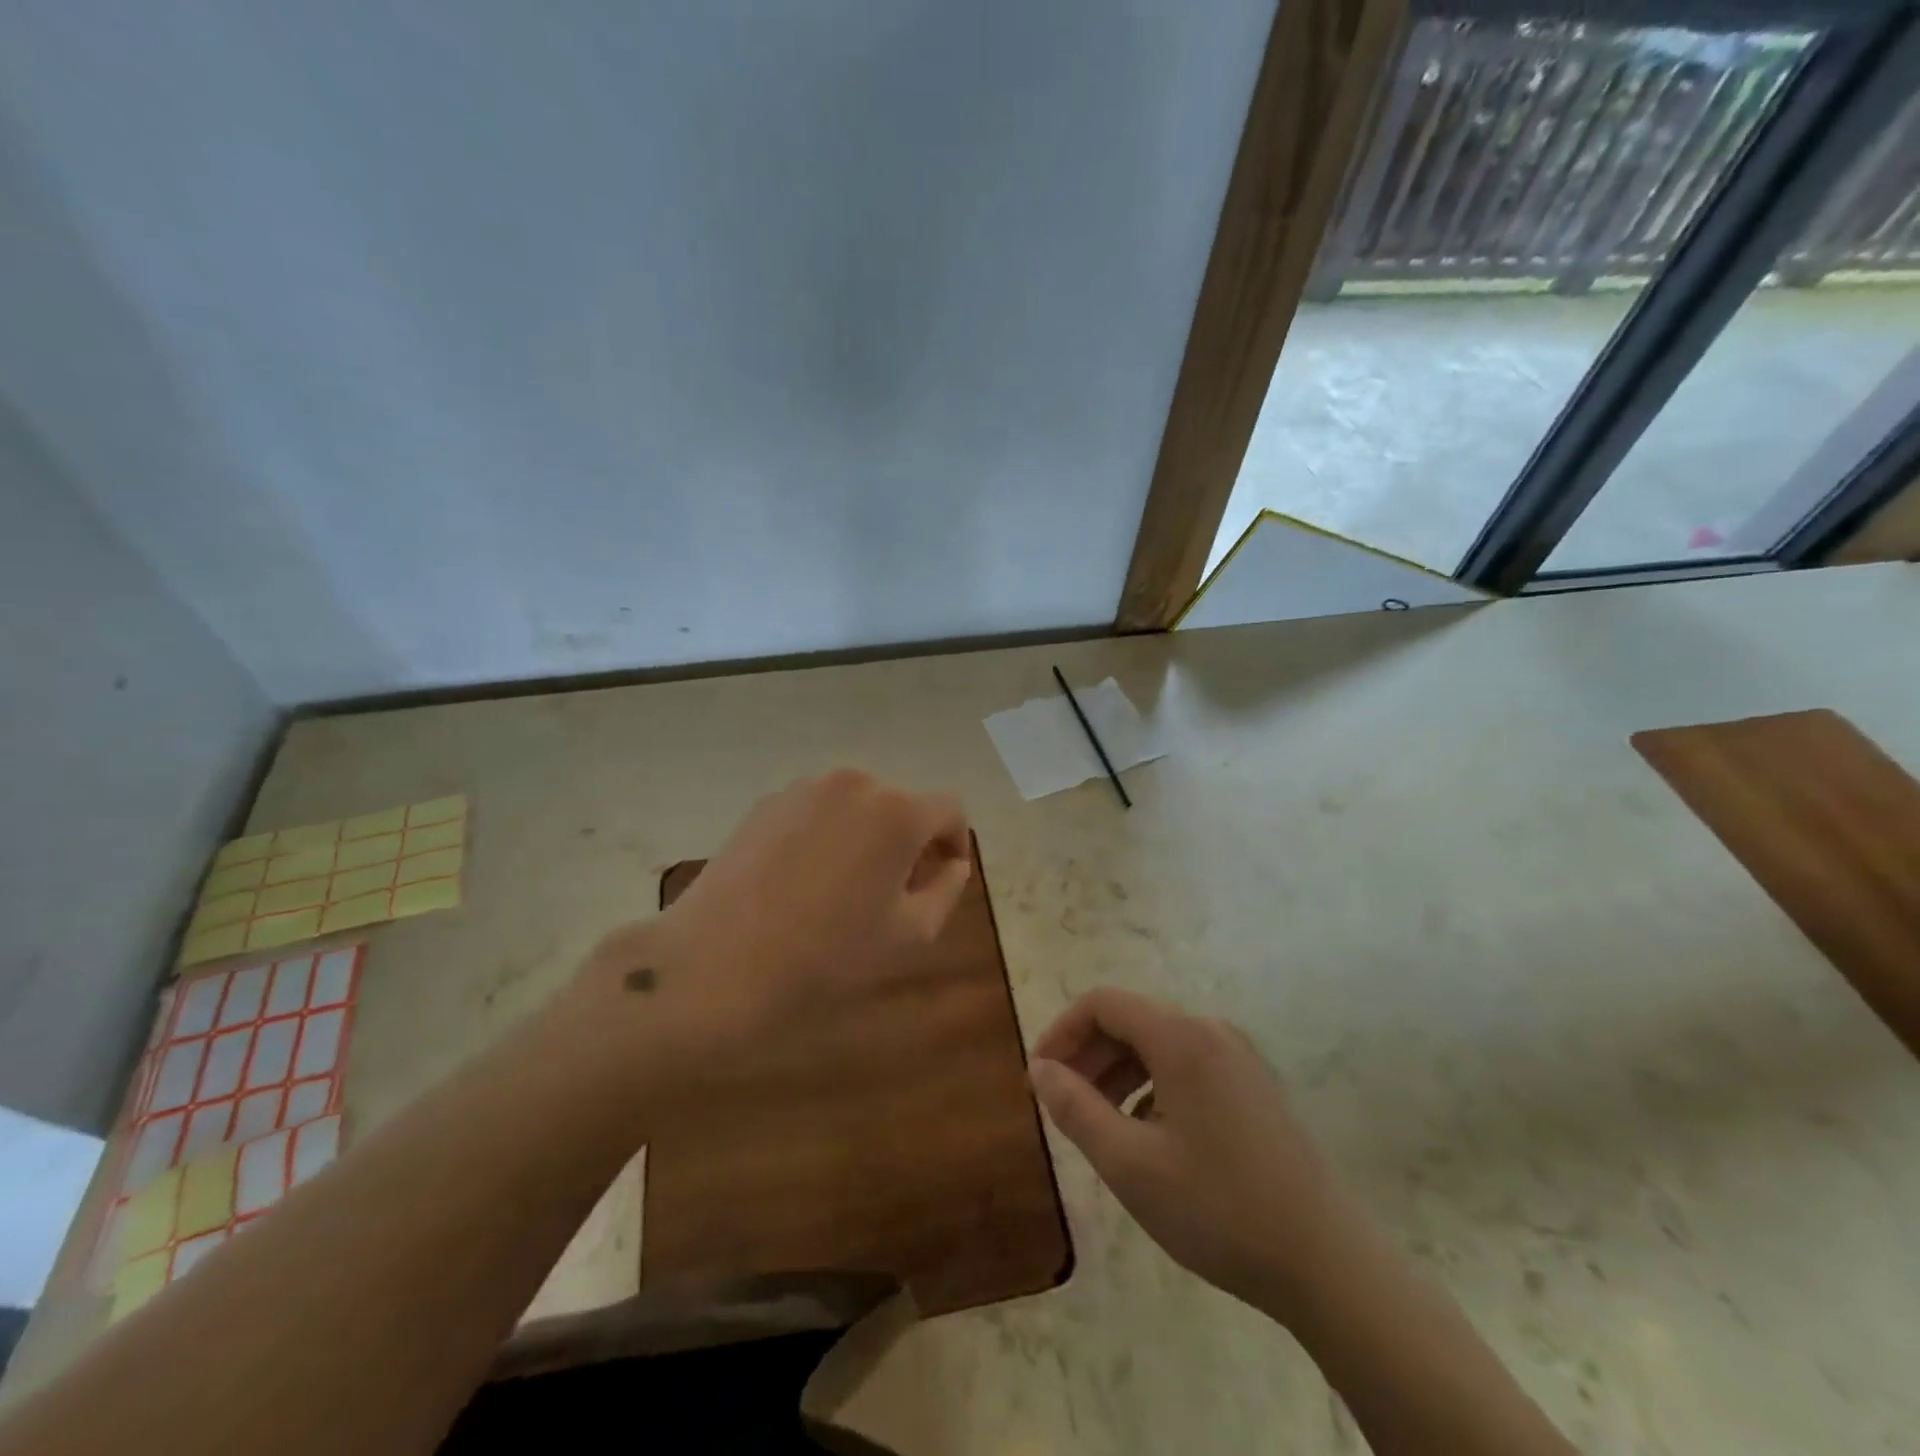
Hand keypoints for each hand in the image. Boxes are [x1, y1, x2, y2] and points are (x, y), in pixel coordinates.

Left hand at [580, 770, 972, 1057]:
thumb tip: (950, 863)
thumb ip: (947, 889)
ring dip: (866, 836)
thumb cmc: (828, 955)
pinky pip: (817, 811)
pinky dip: (826, 835)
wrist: (717, 963)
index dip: (954, 843)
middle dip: (909, 841)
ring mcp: (805, 789)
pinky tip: (802, 882)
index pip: (950, 809)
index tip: (941, 880)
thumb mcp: (911, 935)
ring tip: (844, 889)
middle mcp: (855, 783)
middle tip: (894, 893)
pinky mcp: (765, 803)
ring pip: (857, 806)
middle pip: (902, 804)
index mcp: (898, 810)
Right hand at [1030, 988, 1364, 1325]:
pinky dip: (1152, 1085)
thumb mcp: (1130, 1165)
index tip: (1039, 1075)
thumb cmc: (1219, 1209)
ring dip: (1117, 1073)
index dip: (1062, 1031)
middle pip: (1131, 1021)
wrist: (1327, 1262)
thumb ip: (1075, 1109)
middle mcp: (1210, 1032)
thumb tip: (1040, 1069)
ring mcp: (1238, 1057)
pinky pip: (1186, 1065)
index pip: (1102, 1004)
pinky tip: (1147, 1134)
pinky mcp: (1253, 1085)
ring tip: (1097, 1123)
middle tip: (1061, 1104)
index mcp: (1180, 1038)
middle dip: (1087, 1055)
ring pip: (1158, 1045)